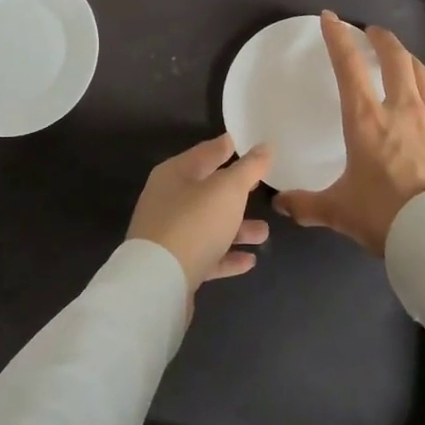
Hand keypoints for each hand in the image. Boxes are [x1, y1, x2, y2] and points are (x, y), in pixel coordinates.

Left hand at [127, 134, 272, 293]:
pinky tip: (249, 261)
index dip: (226, 147)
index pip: (205, 153)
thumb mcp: (227, 190)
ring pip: (209, 225)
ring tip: (264, 233)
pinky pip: (206, 255)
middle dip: (235, 192)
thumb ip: (249, 168)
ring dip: (237, 228)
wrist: (158, 282)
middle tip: (261, 188)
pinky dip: (226, 256)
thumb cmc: (194, 223)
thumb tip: (265, 146)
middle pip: (207, 191)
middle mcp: (168, 200)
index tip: (245, 142)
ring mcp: (168, 234)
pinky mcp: (174, 265)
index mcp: (175, 174)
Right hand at [274, 11, 424, 256]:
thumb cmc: (385, 214)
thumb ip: (307, 205)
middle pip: (395, 58)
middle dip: (381, 39)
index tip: (331, 18)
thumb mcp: (339, 211)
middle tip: (370, 31)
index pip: (349, 66)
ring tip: (398, 54)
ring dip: (406, 56)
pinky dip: (422, 84)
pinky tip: (419, 96)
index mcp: (366, 119)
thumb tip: (280, 205)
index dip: (337, 38)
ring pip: (420, 72)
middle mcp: (399, 109)